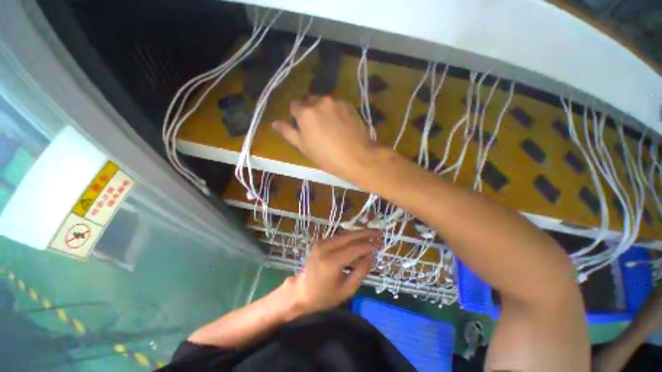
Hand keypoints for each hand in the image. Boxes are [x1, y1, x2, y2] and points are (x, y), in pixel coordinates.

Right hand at [272, 96, 378, 178]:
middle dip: (310, 111)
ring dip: (324, 111)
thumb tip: (274, 123)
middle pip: (310, 101)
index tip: (302, 127)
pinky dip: (337, 112)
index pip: (294, 105)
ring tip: (332, 128)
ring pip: (325, 103)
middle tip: (317, 129)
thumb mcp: (304, 147)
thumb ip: (288, 132)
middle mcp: (320, 101)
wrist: (358, 158)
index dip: (297, 116)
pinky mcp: (350, 105)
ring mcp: (337, 102)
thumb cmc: (327, 157)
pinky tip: (343, 126)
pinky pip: (338, 105)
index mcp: (306, 112)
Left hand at [286, 230, 380, 315]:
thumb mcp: (347, 289)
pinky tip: (359, 238)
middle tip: (380, 232)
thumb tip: (371, 256)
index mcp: (332, 261)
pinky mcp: (320, 242)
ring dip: (359, 233)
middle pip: (350, 236)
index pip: (355, 248)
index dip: (370, 245)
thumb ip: (361, 271)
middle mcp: (325, 247)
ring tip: (372, 233)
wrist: (301, 292)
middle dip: (366, 233)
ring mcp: (321, 243)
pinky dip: (350, 237)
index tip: (382, 243)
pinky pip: (339, 237)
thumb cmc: (324, 296)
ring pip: (344, 234)